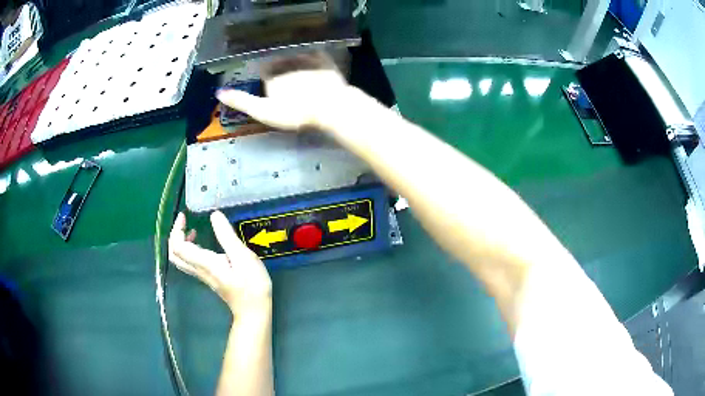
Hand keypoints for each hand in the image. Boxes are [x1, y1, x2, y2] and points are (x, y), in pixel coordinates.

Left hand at [169, 211, 271, 314]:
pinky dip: (188, 249)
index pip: (178, 247)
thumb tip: (214, 215)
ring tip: (191, 230)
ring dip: (180, 242)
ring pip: (180, 259)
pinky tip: (201, 243)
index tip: (184, 216)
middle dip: (174, 236)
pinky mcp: (208, 277)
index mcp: (204, 263)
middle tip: (184, 222)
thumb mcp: (243, 257)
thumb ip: (227, 236)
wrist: (253, 310)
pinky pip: (188, 262)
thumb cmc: (251, 285)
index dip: (176, 230)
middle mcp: (199, 269)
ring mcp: (202, 275)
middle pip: (174, 255)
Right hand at [216, 52, 348, 130]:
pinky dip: (313, 57)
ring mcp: (306, 59)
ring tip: (299, 73)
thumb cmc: (294, 112)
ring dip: (295, 61)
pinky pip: (316, 55)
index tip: (271, 85)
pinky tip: (315, 64)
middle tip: (288, 80)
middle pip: (279, 61)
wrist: (329, 108)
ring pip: (296, 56)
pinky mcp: (324, 61)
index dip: (267, 77)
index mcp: (271, 74)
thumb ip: (241, 101)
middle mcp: (286, 62)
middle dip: (280, 67)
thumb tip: (218, 92)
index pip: (264, 70)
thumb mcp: (263, 111)